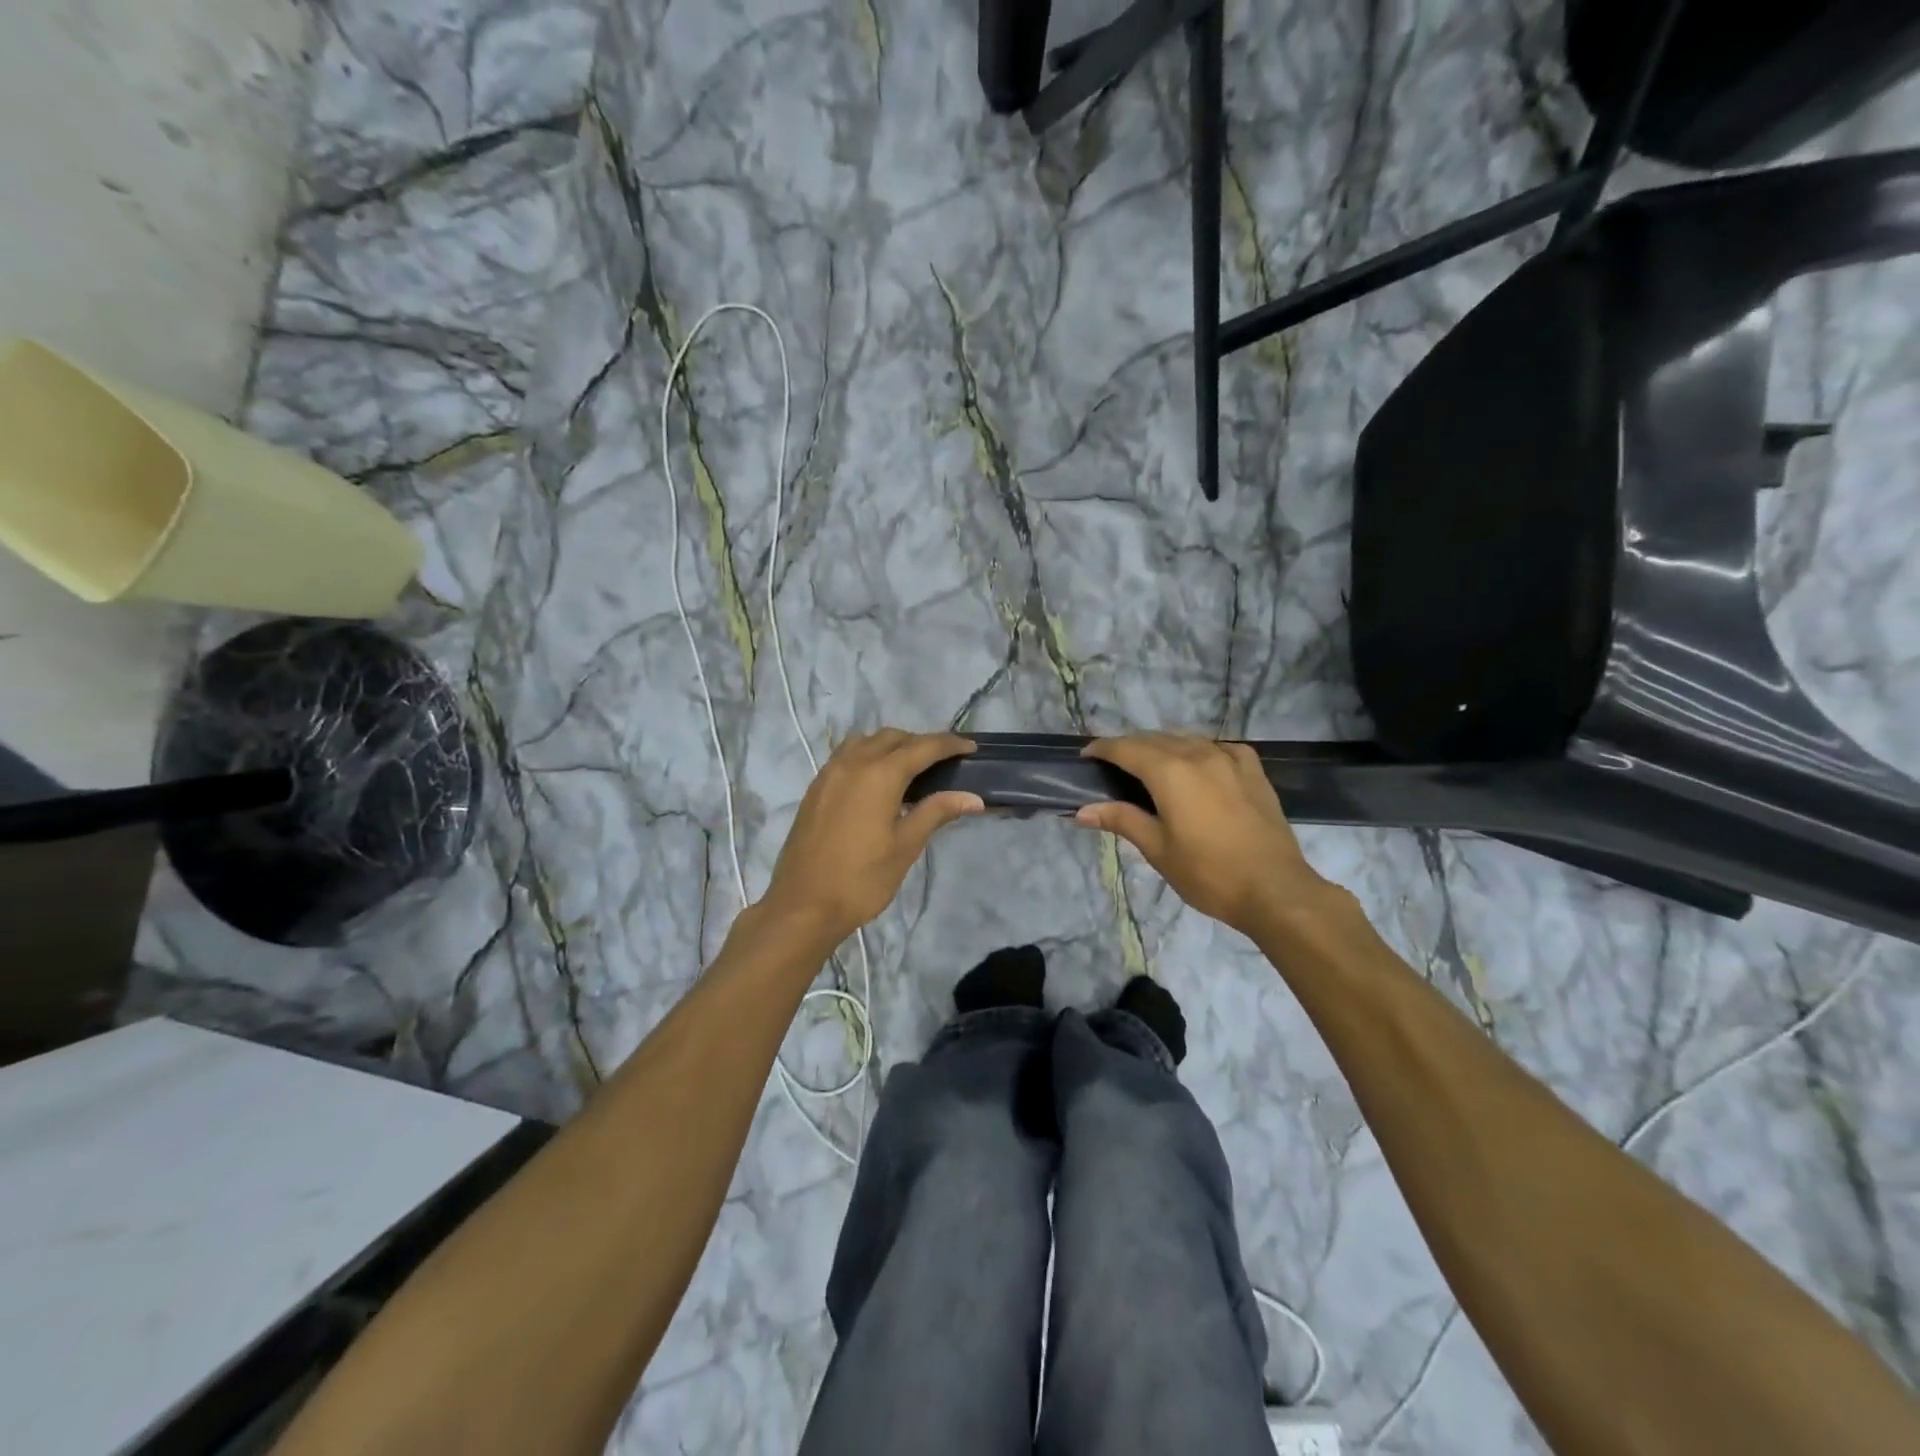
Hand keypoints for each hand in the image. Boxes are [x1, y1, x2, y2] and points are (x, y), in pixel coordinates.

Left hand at [761, 730, 983, 943]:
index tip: (970, 748)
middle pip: (892, 738)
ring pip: (865, 741)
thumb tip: (973, 798)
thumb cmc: (862, 878)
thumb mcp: (906, 846)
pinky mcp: (815, 788)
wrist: (803, 905)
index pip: (922, 747)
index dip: (949, 744)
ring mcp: (829, 773)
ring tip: (908, 769)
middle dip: (920, 743)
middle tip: (942, 763)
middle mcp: (853, 763)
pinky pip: (845, 756)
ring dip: (890, 745)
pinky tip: (875, 782)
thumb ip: (936, 812)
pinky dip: (867, 756)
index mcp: (880, 774)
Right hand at [1074, 732, 1334, 938]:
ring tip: (1149, 765)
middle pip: (1155, 739)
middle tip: (1111, 765)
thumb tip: (1082, 810)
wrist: (1275, 890)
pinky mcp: (1253, 771)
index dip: (1103, 749)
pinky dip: (1199, 751)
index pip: (1126, 748)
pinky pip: (1219, 748)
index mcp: (1170, 772)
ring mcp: (1230, 759)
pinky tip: (1199, 765)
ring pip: (1187, 740)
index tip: (1086, 756)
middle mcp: (1198, 754)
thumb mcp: (1158, 849)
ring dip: (1162, 746)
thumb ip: (1121, 819)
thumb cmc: (1209, 873)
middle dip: (1129, 746)